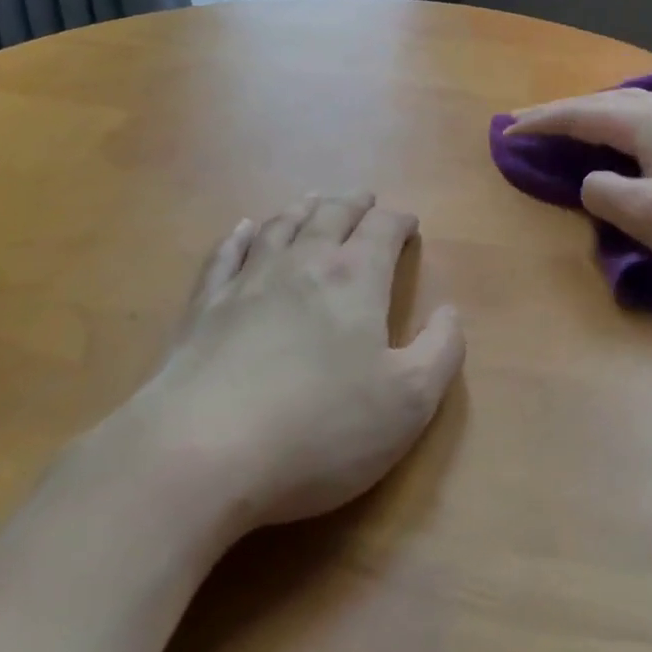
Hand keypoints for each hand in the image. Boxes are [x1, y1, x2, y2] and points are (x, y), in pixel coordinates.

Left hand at [139, 194, 464, 533]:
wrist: (201, 452)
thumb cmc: (319, 429)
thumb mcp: (408, 403)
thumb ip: (441, 351)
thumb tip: (449, 312)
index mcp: (355, 278)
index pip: (383, 229)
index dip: (399, 221)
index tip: (409, 224)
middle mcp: (303, 263)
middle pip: (332, 215)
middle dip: (354, 204)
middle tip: (365, 199)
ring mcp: (248, 281)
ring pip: (280, 225)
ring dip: (303, 209)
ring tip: (314, 200)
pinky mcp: (204, 307)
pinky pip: (225, 255)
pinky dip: (238, 237)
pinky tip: (242, 229)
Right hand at [508, 89, 651, 281]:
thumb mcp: (648, 217)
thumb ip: (604, 192)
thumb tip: (592, 179)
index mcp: (645, 120)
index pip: (578, 114)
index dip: (540, 123)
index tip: (506, 132)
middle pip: (600, 103)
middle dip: (561, 113)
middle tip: (526, 125)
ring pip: (626, 106)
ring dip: (591, 115)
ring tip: (568, 125)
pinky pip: (647, 116)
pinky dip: (619, 122)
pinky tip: (625, 132)